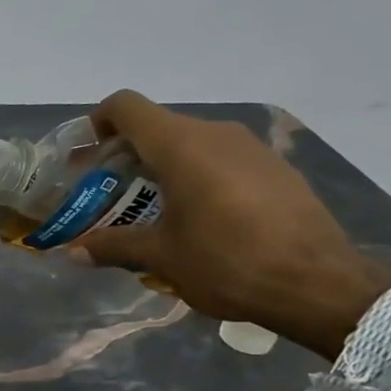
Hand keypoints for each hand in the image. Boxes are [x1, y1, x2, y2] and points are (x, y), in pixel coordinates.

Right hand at [71, 91, 390, 359]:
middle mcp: (215, 133)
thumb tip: (72, 251)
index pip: (126, 107)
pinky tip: (197, 219)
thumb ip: (113, 246)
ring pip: (190, 143)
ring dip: (161, 167)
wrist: (318, 283)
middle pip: (156, 126)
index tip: (84, 157)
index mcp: (180, 145)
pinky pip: (220, 159)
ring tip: (149, 210)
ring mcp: (250, 148)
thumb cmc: (227, 263)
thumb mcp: (161, 257)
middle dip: (124, 155)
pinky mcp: (274, 167)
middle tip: (106, 193)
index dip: (97, 123)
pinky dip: (196, 176)